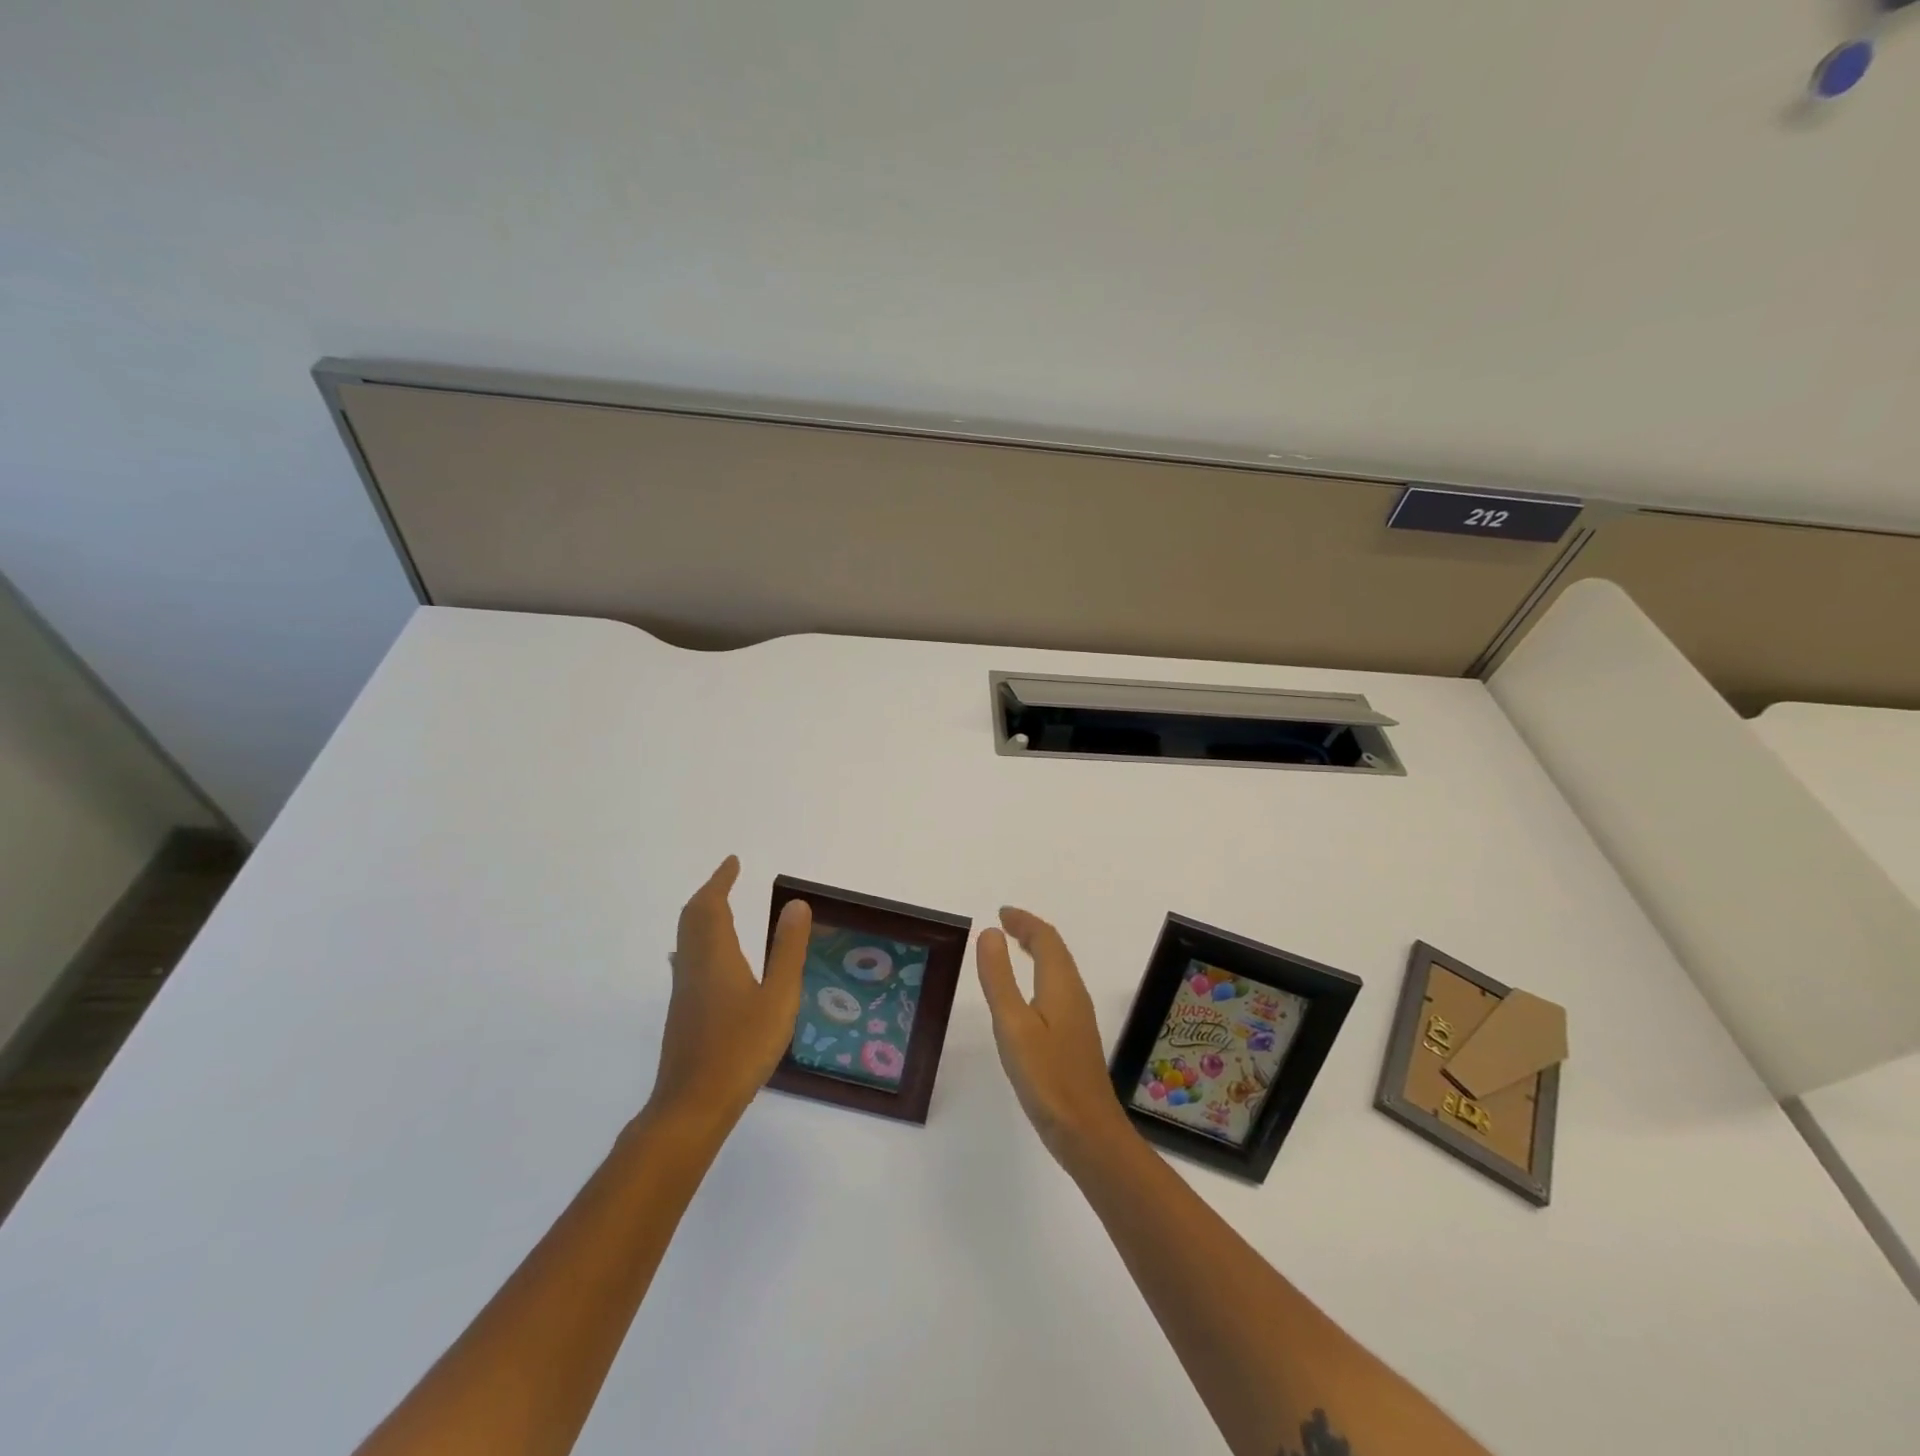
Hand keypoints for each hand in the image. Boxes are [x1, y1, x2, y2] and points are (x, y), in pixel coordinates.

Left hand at [649, 857, 811, 1129]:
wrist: (693, 1104)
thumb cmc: (741, 1048)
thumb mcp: (779, 997)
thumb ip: (788, 950)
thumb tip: (795, 905)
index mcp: (716, 956)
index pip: (712, 905)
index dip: (721, 880)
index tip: (733, 862)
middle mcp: (694, 966)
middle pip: (692, 917)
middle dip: (709, 893)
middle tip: (727, 878)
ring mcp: (684, 991)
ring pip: (687, 939)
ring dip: (702, 915)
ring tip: (722, 908)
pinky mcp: (682, 1012)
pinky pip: (687, 959)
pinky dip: (698, 941)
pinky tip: (705, 959)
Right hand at [977, 907, 1133, 1166]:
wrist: (1086, 1131)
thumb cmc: (1047, 1077)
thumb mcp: (1012, 1024)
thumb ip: (999, 978)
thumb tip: (990, 933)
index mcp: (1061, 985)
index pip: (1045, 939)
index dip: (1024, 922)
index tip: (1001, 913)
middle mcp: (1074, 994)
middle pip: (1055, 951)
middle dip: (1031, 932)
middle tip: (1005, 925)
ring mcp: (1078, 1018)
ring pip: (1059, 970)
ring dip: (1038, 952)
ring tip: (1014, 948)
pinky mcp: (1075, 1038)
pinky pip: (1058, 989)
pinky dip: (1041, 975)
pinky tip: (1029, 996)